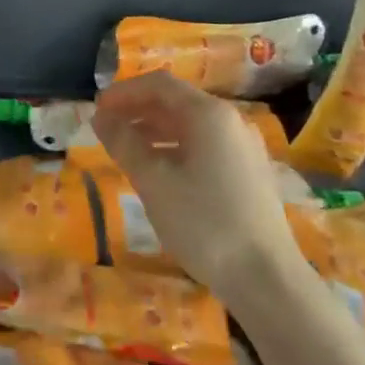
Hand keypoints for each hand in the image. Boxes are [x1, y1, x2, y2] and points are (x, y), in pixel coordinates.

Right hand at [93, 71, 298, 295]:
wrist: (267, 279)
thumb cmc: (204, 223)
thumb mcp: (153, 181)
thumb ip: (123, 142)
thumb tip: (100, 117)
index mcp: (209, 115)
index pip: (159, 84)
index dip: (124, 92)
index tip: (97, 108)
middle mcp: (231, 122)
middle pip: (176, 102)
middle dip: (137, 110)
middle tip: (106, 128)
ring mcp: (244, 148)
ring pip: (190, 126)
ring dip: (154, 130)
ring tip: (126, 150)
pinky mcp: (249, 173)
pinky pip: (205, 146)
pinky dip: (175, 148)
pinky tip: (159, 172)